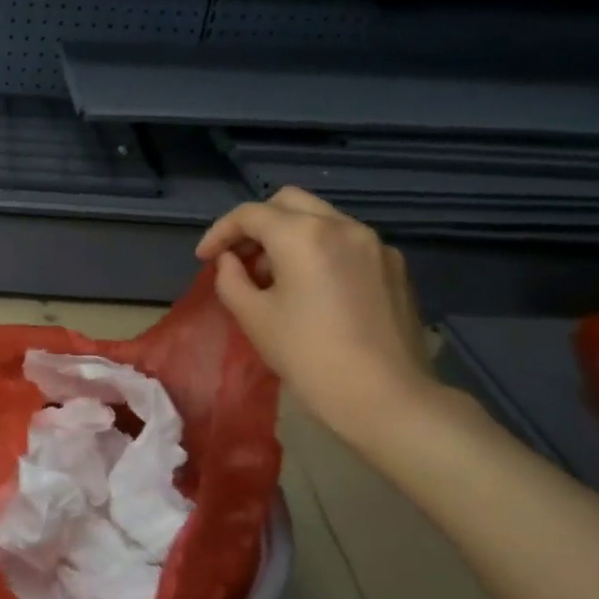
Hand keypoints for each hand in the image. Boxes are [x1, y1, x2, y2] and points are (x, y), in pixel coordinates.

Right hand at [197, 188, 437, 446]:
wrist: (384, 396)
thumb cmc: (307, 355)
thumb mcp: (253, 317)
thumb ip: (231, 279)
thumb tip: (231, 261)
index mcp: (303, 235)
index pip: (249, 215)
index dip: (219, 233)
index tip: (205, 259)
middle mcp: (342, 226)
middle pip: (288, 202)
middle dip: (256, 224)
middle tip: (239, 258)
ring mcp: (374, 243)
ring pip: (321, 218)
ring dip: (289, 235)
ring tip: (273, 275)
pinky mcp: (394, 265)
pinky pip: (347, 241)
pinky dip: (320, 250)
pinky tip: (312, 288)